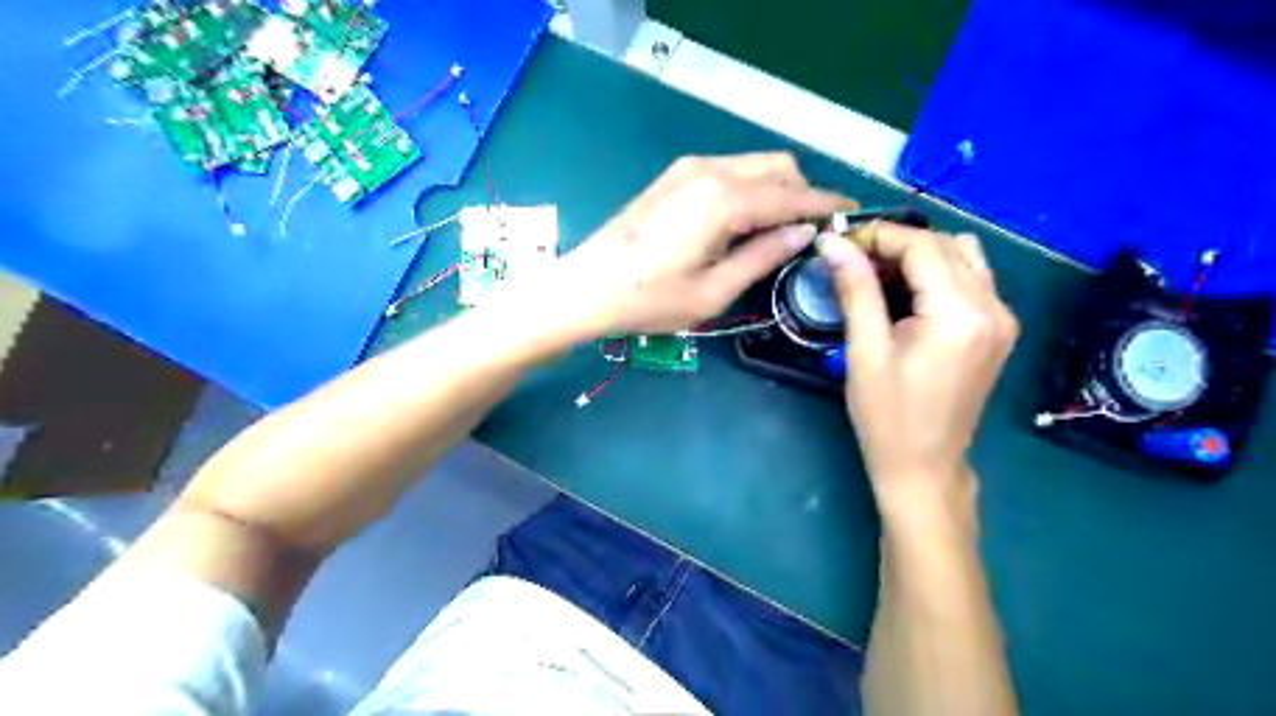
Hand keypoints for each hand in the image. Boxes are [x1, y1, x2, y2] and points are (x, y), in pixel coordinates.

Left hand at [557, 152, 843, 334]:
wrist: (587, 286)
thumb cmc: (649, 299)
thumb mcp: (714, 292)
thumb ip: (763, 256)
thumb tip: (804, 233)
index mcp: (725, 199)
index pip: (792, 195)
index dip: (826, 204)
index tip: (853, 215)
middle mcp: (712, 170)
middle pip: (778, 166)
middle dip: (803, 192)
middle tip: (812, 230)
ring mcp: (690, 168)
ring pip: (754, 165)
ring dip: (777, 189)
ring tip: (782, 229)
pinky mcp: (675, 176)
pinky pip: (730, 171)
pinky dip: (750, 189)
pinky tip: (747, 221)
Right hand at [822, 224, 1023, 513]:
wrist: (924, 465)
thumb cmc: (886, 415)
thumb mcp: (864, 351)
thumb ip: (855, 289)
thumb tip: (831, 242)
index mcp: (958, 313)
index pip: (922, 245)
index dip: (878, 236)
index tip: (840, 244)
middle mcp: (993, 307)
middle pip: (945, 244)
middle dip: (897, 243)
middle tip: (853, 262)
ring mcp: (1002, 318)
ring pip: (964, 256)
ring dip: (920, 255)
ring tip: (880, 276)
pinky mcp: (999, 329)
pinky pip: (972, 279)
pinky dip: (938, 274)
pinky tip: (908, 295)